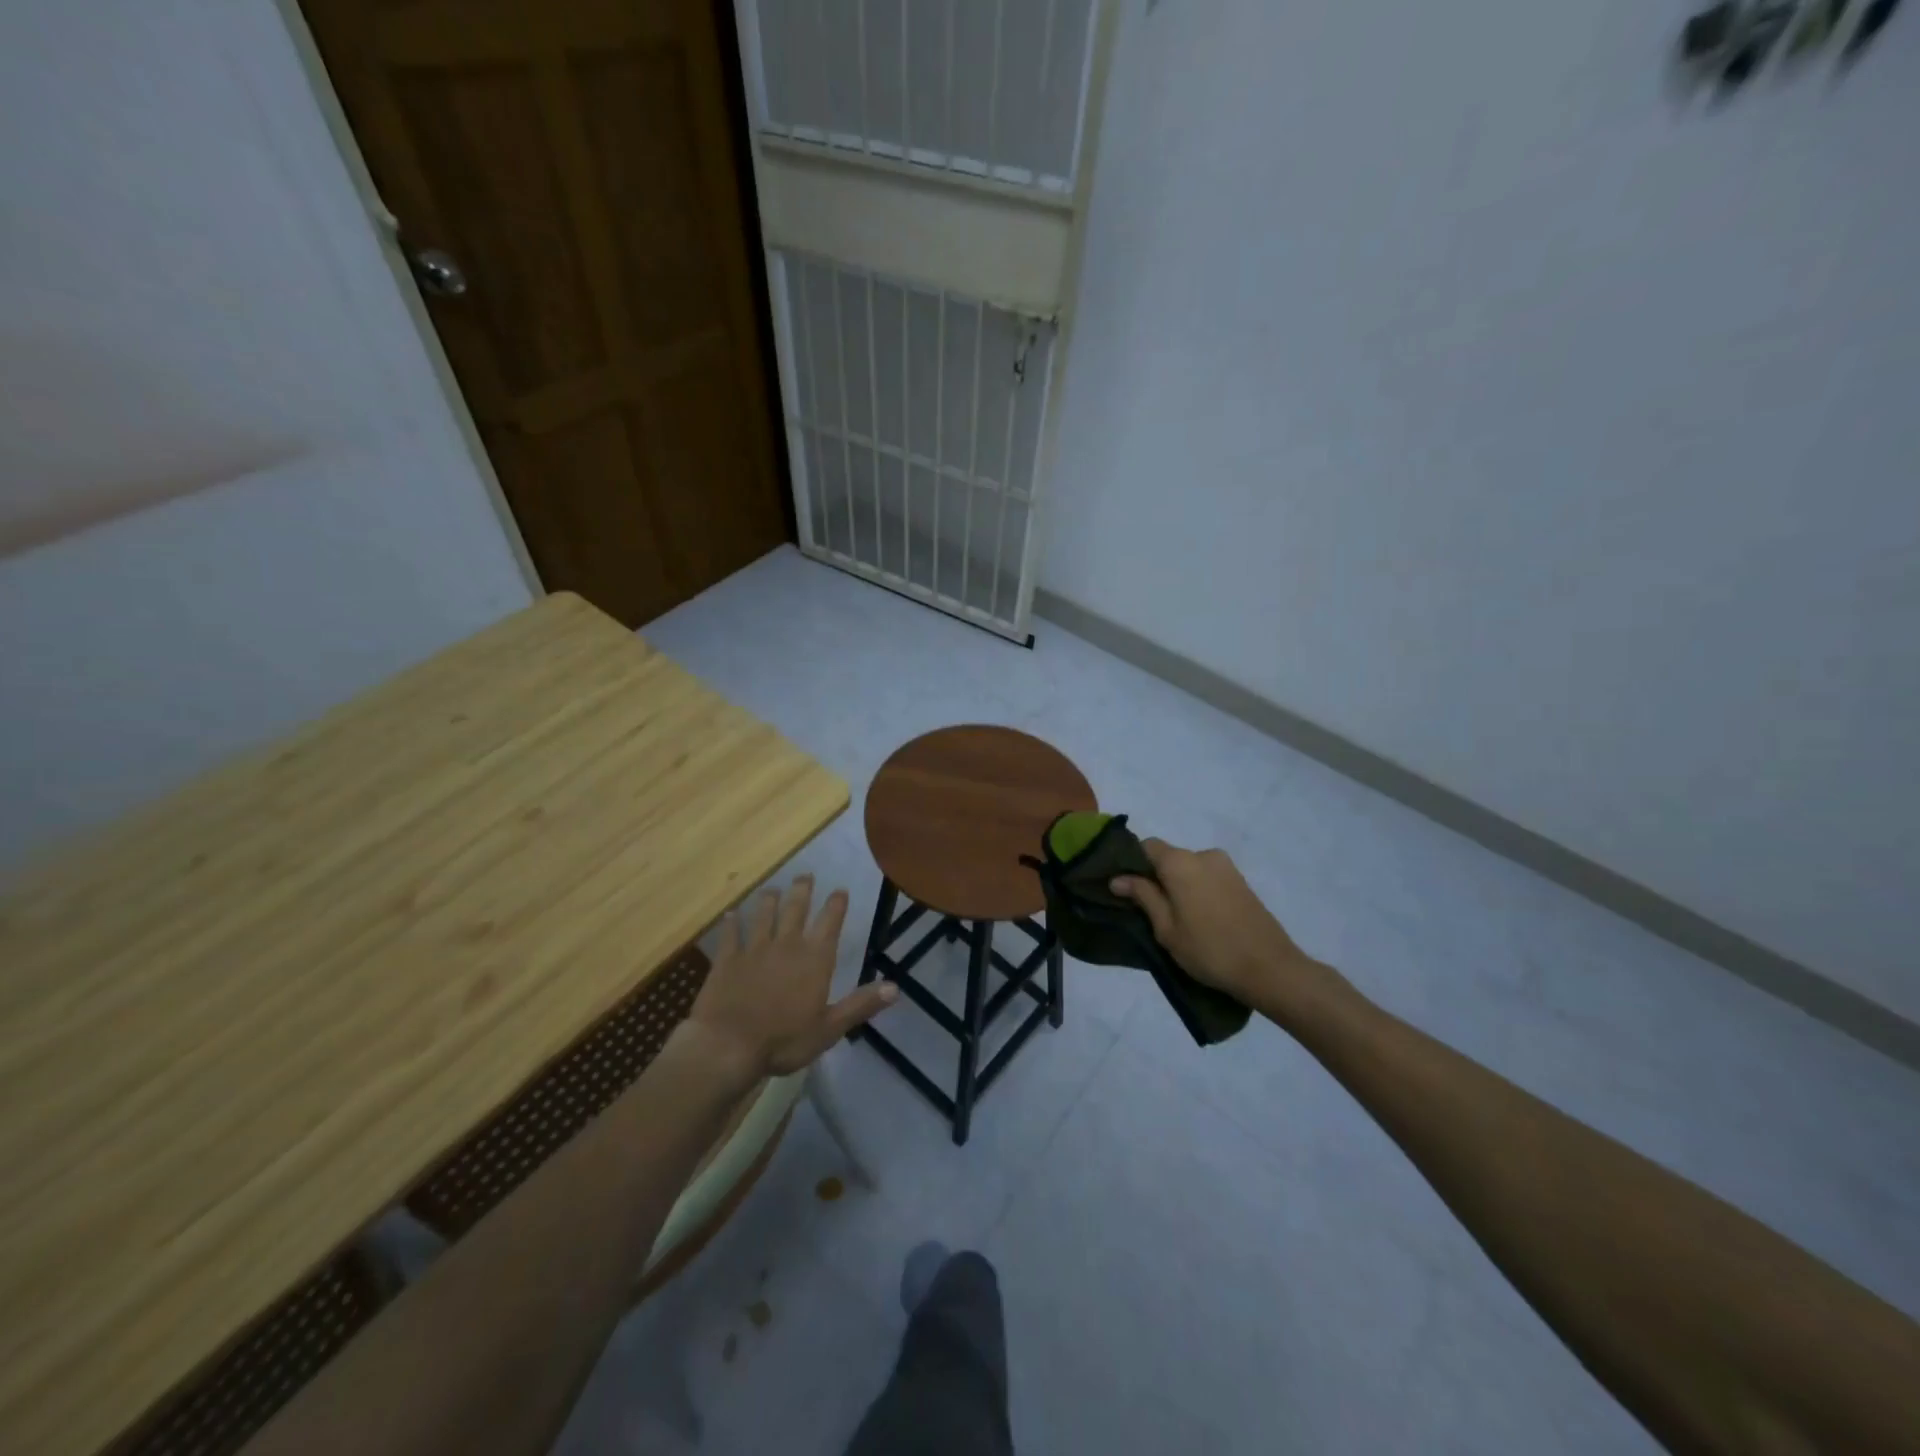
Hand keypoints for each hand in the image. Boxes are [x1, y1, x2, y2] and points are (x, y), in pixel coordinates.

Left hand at [682, 875, 895, 1079]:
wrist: (728, 1045)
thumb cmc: (784, 1040)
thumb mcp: (830, 1028)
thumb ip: (861, 1005)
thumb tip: (896, 987)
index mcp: (814, 959)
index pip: (829, 923)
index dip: (836, 905)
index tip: (840, 889)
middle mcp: (786, 945)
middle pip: (795, 910)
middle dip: (802, 891)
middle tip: (805, 875)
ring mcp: (754, 949)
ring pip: (764, 916)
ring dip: (769, 900)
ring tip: (772, 888)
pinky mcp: (727, 960)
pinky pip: (730, 935)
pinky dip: (732, 923)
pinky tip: (731, 914)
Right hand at [1110, 840, 1324, 1011]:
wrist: (1271, 968)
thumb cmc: (1209, 949)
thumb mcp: (1166, 928)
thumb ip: (1143, 896)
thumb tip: (1118, 878)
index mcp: (1181, 862)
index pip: (1146, 846)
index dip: (1132, 863)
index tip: (1125, 889)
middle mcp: (1204, 855)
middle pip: (1169, 857)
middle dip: (1156, 876)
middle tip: (1149, 910)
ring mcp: (1227, 867)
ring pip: (1189, 868)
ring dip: (1178, 885)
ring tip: (1178, 918)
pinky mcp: (1242, 881)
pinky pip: (1208, 877)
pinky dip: (1197, 890)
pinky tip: (1200, 918)